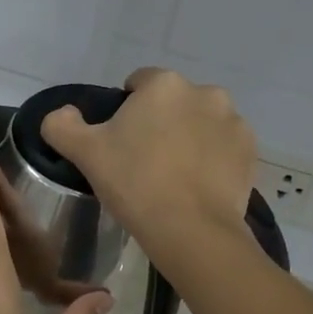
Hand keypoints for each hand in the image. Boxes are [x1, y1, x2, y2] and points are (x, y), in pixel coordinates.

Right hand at [39, 68, 255, 268]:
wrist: (191, 230)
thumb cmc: (134, 183)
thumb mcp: (84, 153)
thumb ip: (62, 124)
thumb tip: (62, 114)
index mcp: (164, 85)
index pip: (138, 83)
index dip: (125, 110)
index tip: (120, 142)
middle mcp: (205, 93)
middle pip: (173, 103)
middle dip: (161, 122)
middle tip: (144, 161)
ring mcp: (233, 122)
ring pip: (201, 123)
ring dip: (189, 138)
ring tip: (174, 177)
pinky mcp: (250, 152)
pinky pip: (224, 148)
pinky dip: (213, 159)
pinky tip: (197, 186)